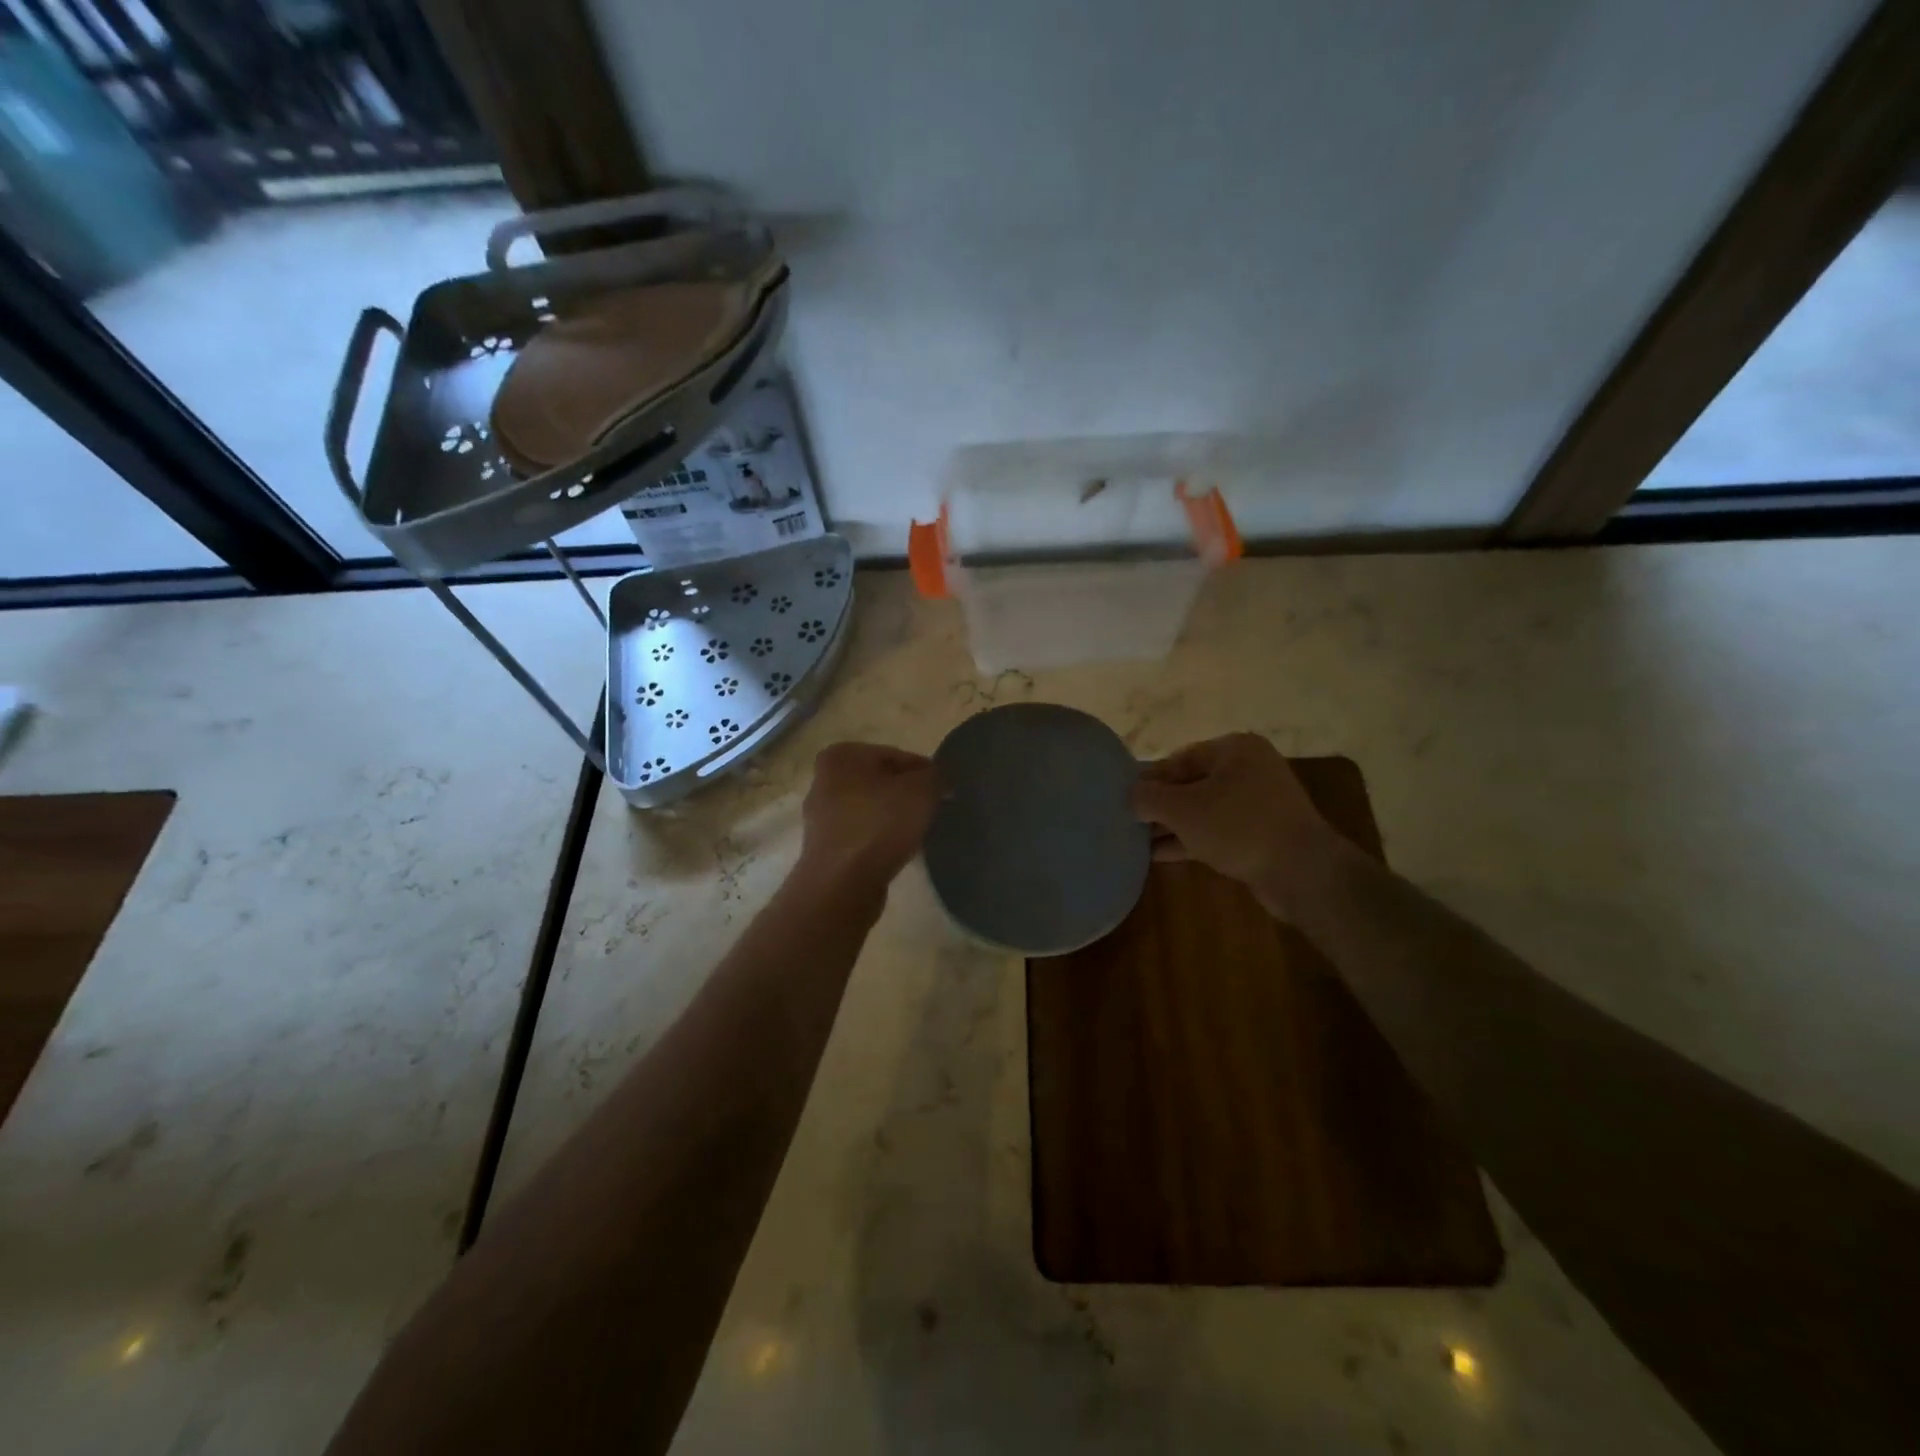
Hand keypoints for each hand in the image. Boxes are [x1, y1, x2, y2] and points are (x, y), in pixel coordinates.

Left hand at [799, 742, 940, 889]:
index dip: (925, 773)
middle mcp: (824, 779)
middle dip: (907, 795)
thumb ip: (934, 776)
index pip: (897, 755)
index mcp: (842, 755)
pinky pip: (862, 835)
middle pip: (882, 782)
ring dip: (894, 819)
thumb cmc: (880, 825)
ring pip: (872, 809)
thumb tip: (937, 780)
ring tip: (918, 834)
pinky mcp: (825, 847)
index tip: (944, 793)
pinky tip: (898, 851)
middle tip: (933, 812)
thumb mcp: (921, 790)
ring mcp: (820, 816)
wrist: (842, 885)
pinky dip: (880, 839)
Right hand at [1131, 733, 1345, 913]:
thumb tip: (1132, 796)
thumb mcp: (1183, 809)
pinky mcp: (1261, 834)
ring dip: (1172, 825)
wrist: (1302, 873)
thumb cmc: (1238, 827)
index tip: (1122, 798)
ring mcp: (1258, 803)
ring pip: (1203, 810)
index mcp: (1234, 749)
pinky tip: (1159, 855)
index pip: (1179, 758)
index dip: (1148, 779)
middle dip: (1159, 805)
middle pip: (1191, 783)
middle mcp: (1249, 769)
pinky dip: (1190, 840)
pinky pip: (1216, 830)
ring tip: (1136, 841)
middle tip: (1127, 821)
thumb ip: (1149, 798)